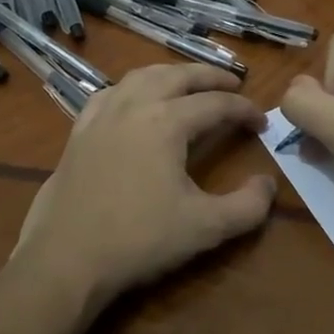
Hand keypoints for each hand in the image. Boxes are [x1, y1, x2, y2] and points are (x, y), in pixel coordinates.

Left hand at [13, 63, 274, 310]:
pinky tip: (134, 100)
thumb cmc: (139, 240)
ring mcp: (102, 115)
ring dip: (171, 74)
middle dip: (210, 76)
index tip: (261, 122)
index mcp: (167, 122)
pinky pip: (110, 93)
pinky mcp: (79, 131)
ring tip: (188, 84)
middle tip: (233, 84)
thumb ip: (247, 206)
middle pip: (179, 76)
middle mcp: (134, 106)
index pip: (216, 104)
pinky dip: (132, 88)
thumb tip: (268, 183)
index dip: (244, 110)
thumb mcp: (205, 228)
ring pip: (142, 76)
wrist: (66, 259)